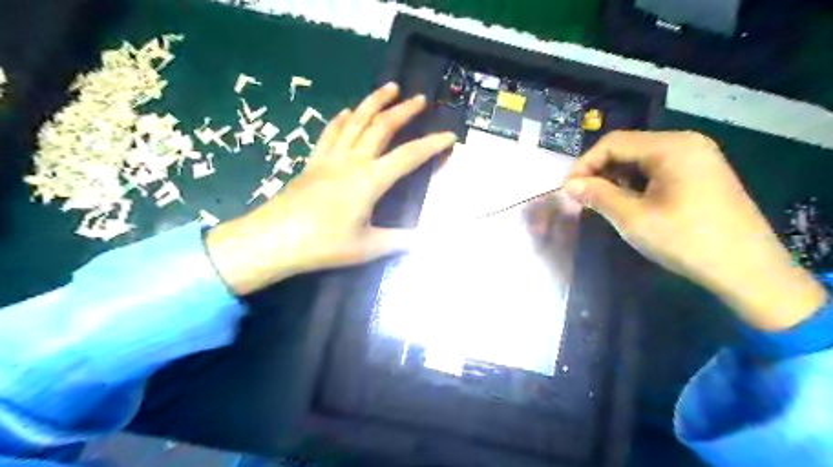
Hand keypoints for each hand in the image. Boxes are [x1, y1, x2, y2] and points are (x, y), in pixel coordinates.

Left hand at [207, 81, 453, 292]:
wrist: (273, 240)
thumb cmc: (323, 245)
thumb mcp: (367, 247)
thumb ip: (400, 240)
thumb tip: (427, 239)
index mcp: (370, 181)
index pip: (408, 156)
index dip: (432, 145)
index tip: (450, 136)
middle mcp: (352, 161)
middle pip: (381, 127)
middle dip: (403, 111)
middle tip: (420, 99)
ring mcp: (330, 158)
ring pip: (355, 121)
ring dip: (374, 102)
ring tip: (389, 88)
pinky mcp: (313, 162)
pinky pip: (330, 132)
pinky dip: (341, 118)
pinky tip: (348, 110)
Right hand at [566, 130, 824, 328]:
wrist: (747, 270)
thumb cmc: (686, 241)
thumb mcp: (633, 218)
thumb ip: (598, 195)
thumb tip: (569, 185)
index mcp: (671, 147)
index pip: (613, 143)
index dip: (585, 164)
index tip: (568, 190)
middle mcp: (686, 143)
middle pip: (628, 148)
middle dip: (600, 171)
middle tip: (583, 198)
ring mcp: (698, 157)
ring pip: (641, 159)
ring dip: (617, 178)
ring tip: (604, 203)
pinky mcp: (702, 173)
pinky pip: (658, 170)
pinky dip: (637, 183)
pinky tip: (631, 203)